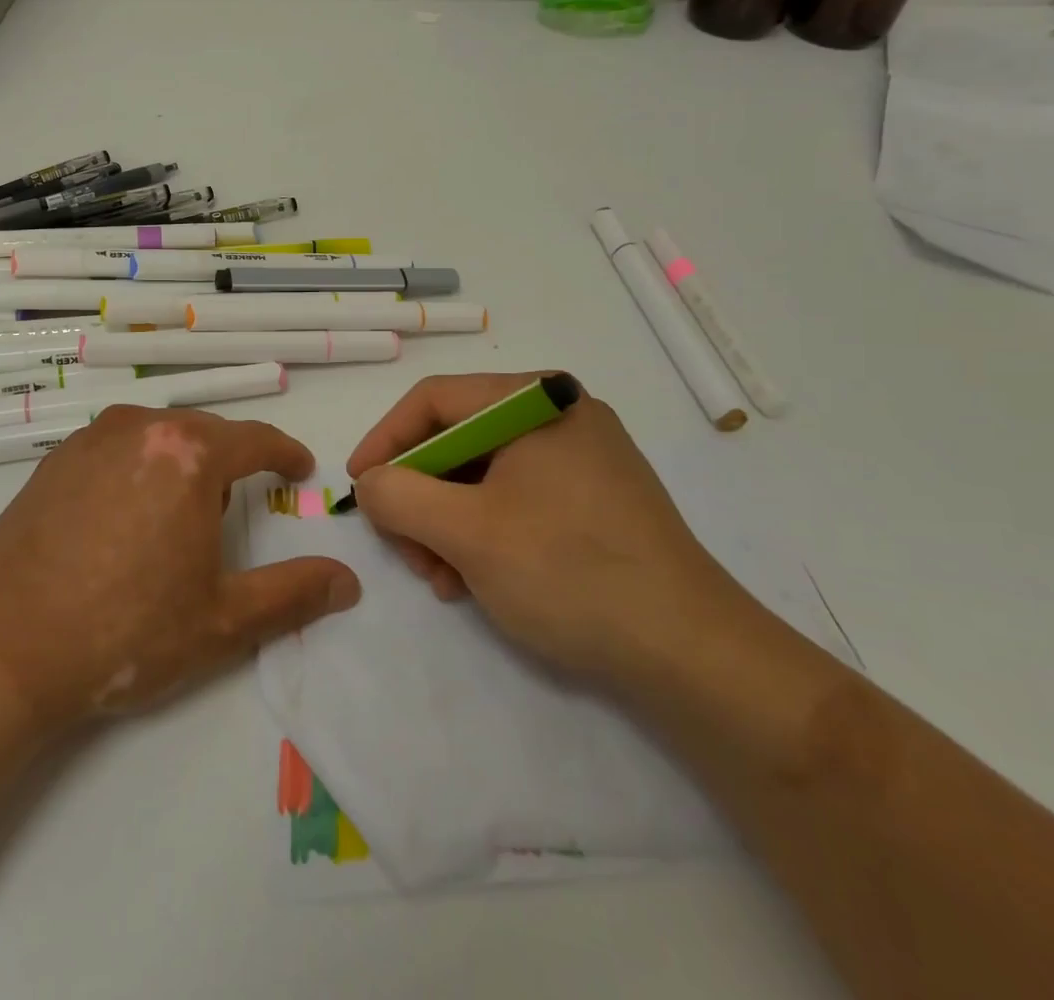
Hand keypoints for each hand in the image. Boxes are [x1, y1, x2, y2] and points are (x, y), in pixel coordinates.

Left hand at [0, 406, 360, 731]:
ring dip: (181, 466)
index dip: (285, 453)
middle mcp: (143, 428)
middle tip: (227, 518)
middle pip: (206, 434)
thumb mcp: (222, 621)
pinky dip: (138, 468)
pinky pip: (118, 447)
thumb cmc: (126, 632)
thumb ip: (294, 594)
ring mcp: (93, 438)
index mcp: (190, 455)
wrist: (5, 647)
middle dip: (229, 467)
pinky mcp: (57, 457)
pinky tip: (122, 519)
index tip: (299, 470)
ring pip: (160, 436)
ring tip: (172, 522)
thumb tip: (348, 582)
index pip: (256, 439)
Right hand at [347, 372, 746, 686]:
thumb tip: (373, 482)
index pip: (433, 400)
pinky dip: (484, 533)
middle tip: (404, 549)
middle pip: (458, 439)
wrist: (695, 655)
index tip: (358, 487)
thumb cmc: (570, 573)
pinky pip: (517, 498)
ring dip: (447, 523)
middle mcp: (560, 414)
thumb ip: (400, 496)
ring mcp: (583, 457)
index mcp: (534, 399)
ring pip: (484, 474)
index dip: (385, 440)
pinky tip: (475, 580)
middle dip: (420, 496)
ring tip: (441, 578)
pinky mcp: (596, 498)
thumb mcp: (466, 533)